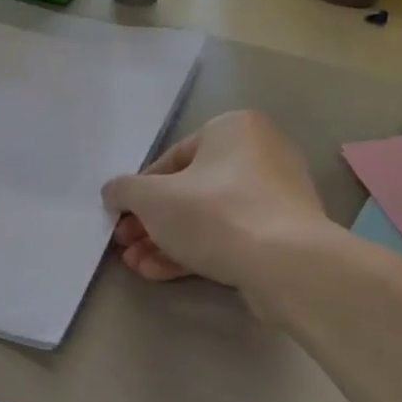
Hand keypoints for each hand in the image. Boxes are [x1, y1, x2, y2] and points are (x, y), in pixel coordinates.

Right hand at [102, 110, 336, 292]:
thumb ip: (124, 190)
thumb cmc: (215, 213)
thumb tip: (114, 193)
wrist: (287, 265)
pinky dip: (195, 251)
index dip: (139, 191)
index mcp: (233, 129)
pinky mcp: (283, 235)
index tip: (120, 217)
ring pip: (207, 217)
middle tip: (125, 244)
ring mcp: (276, 197)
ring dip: (166, 240)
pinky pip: (230, 237)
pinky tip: (160, 272)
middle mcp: (260, 154)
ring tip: (137, 265)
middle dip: (151, 222)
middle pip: (189, 191)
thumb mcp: (152, 198)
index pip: (172, 158)